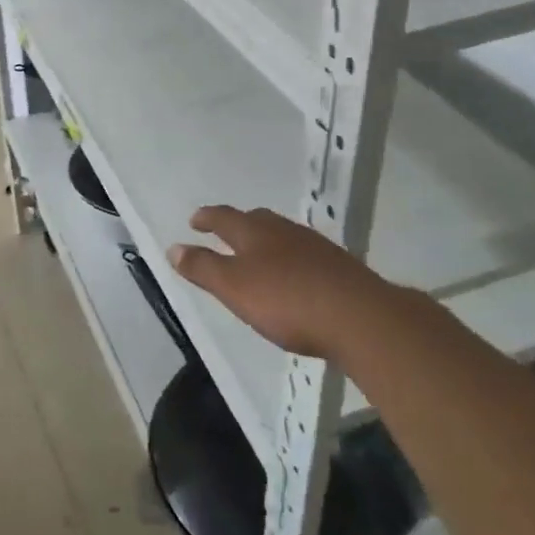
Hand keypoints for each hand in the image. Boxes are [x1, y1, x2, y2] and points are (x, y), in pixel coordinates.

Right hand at [169, 206, 378, 359]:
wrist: (360, 317)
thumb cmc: (287, 301)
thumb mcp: (235, 288)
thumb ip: (203, 268)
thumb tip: (173, 248)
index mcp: (254, 233)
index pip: (224, 217)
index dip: (207, 218)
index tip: (194, 221)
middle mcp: (283, 231)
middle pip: (256, 220)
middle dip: (238, 224)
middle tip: (225, 231)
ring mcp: (314, 246)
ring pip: (283, 235)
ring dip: (266, 241)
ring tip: (259, 254)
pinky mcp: (339, 266)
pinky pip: (305, 254)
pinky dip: (292, 259)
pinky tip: (296, 276)